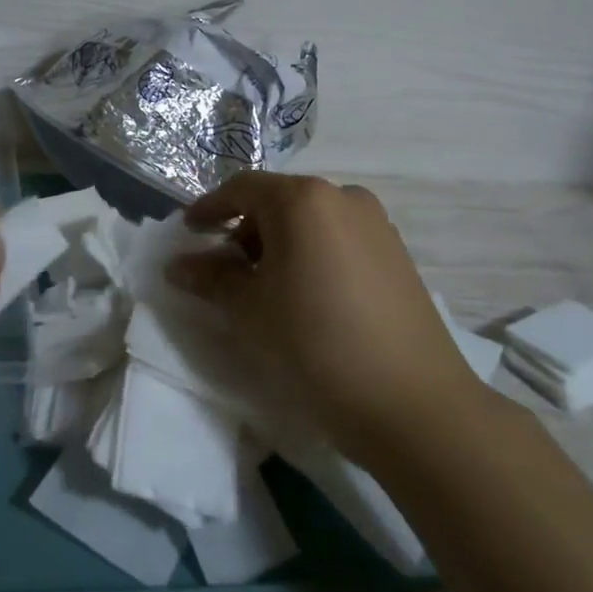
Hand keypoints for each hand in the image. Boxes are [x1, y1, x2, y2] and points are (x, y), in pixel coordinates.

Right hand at [167, 174, 480, 454]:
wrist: (413, 403)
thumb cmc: (315, 343)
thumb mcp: (250, 309)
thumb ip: (211, 277)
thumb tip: (179, 265)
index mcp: (303, 200)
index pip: (242, 188)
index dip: (209, 208)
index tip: (188, 232)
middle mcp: (344, 198)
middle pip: (278, 202)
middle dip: (244, 229)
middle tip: (222, 268)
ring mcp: (377, 225)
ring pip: (311, 221)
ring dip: (278, 244)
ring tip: (262, 287)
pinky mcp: (397, 255)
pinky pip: (339, 240)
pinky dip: (311, 255)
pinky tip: (304, 295)